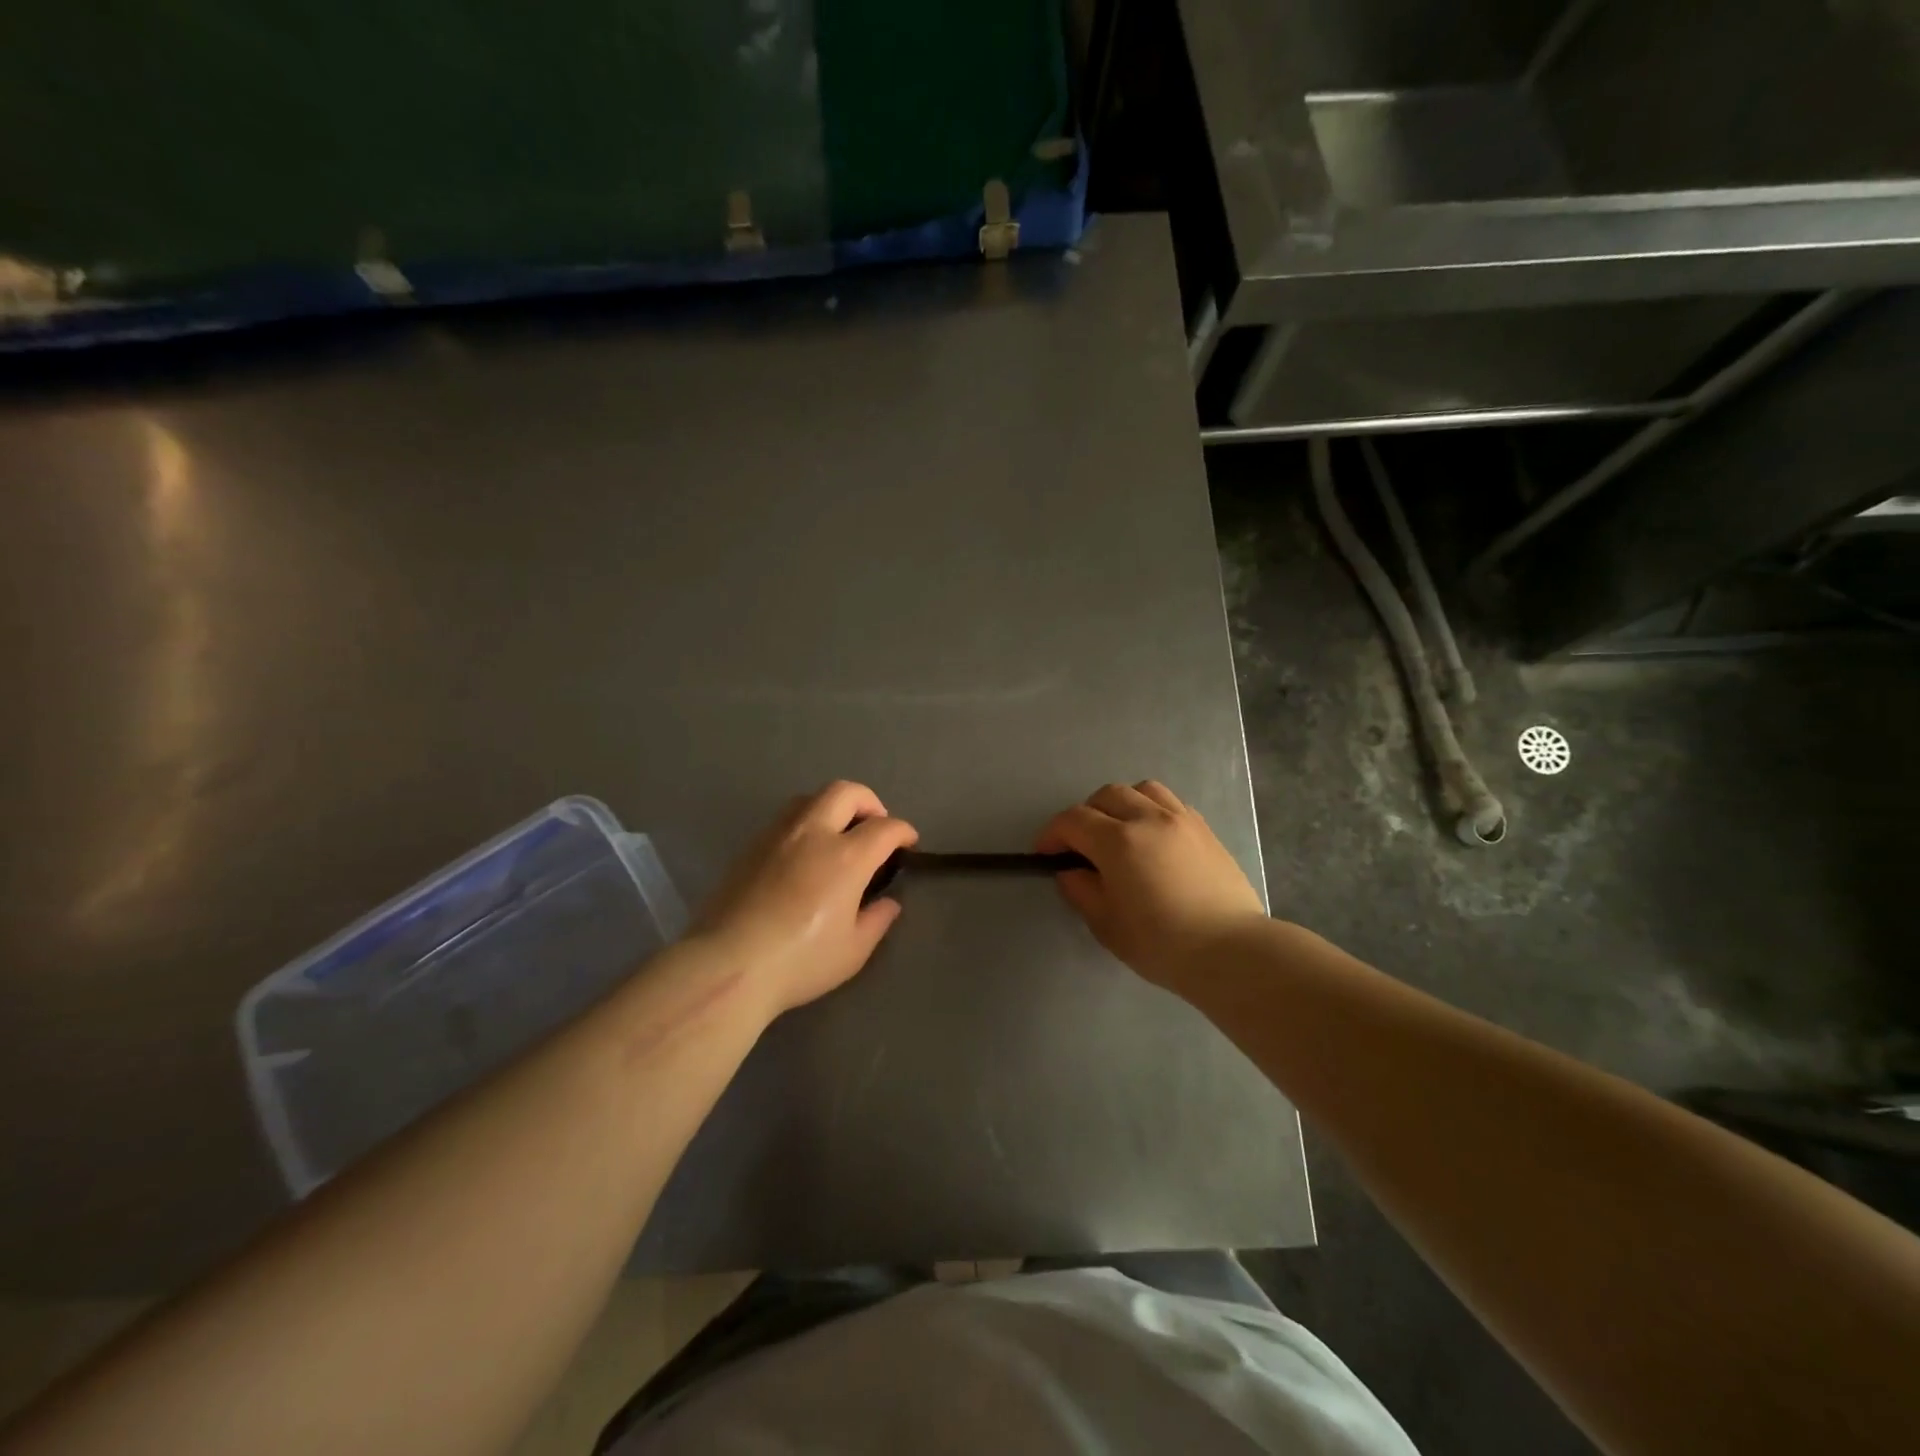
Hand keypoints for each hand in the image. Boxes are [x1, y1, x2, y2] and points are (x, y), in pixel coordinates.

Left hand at [694, 781, 917, 1016]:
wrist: (728, 965)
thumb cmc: (799, 962)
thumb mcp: (852, 951)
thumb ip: (876, 920)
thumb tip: (888, 902)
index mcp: (846, 857)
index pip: (884, 828)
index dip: (903, 831)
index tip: (908, 843)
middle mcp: (813, 834)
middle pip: (846, 792)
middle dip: (869, 802)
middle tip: (875, 827)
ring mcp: (777, 835)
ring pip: (811, 798)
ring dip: (833, 807)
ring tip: (838, 835)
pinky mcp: (750, 846)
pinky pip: (785, 818)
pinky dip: (805, 823)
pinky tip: (804, 854)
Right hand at [1036, 781, 1265, 989]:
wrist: (1231, 951)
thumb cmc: (1162, 944)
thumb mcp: (1107, 924)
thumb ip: (1081, 890)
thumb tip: (1071, 872)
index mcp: (1118, 841)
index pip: (1073, 821)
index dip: (1052, 834)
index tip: (1045, 854)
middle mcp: (1148, 818)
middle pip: (1106, 796)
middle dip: (1085, 815)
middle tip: (1081, 845)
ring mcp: (1181, 819)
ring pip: (1141, 790)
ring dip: (1121, 804)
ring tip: (1119, 831)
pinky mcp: (1205, 829)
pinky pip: (1170, 803)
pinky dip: (1151, 811)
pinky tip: (1153, 838)